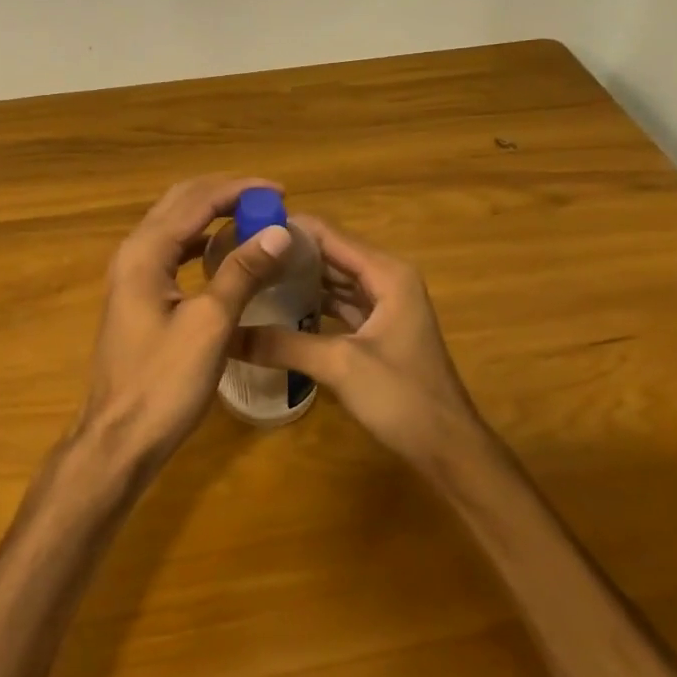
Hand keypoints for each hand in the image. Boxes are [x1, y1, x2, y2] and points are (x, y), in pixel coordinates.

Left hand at [77, 175, 294, 468]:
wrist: (119, 439)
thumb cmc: (164, 384)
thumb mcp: (210, 325)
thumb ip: (241, 273)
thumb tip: (279, 232)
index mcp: (145, 252)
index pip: (196, 200)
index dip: (238, 190)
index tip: (280, 192)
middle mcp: (133, 253)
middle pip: (180, 203)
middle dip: (224, 194)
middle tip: (269, 200)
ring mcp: (132, 275)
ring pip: (175, 226)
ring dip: (212, 215)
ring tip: (254, 219)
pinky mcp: (138, 296)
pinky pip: (172, 252)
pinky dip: (201, 242)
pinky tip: (225, 253)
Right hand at [231, 215, 482, 468]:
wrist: (449, 448)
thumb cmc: (402, 397)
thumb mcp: (338, 365)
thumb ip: (283, 343)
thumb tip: (226, 333)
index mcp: (386, 272)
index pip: (328, 234)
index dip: (287, 229)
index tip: (243, 230)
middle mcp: (387, 278)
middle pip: (330, 253)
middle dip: (288, 253)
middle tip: (239, 254)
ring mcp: (385, 304)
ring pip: (334, 280)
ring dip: (298, 278)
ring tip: (252, 276)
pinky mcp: (379, 329)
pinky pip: (340, 304)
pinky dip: (312, 304)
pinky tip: (278, 309)